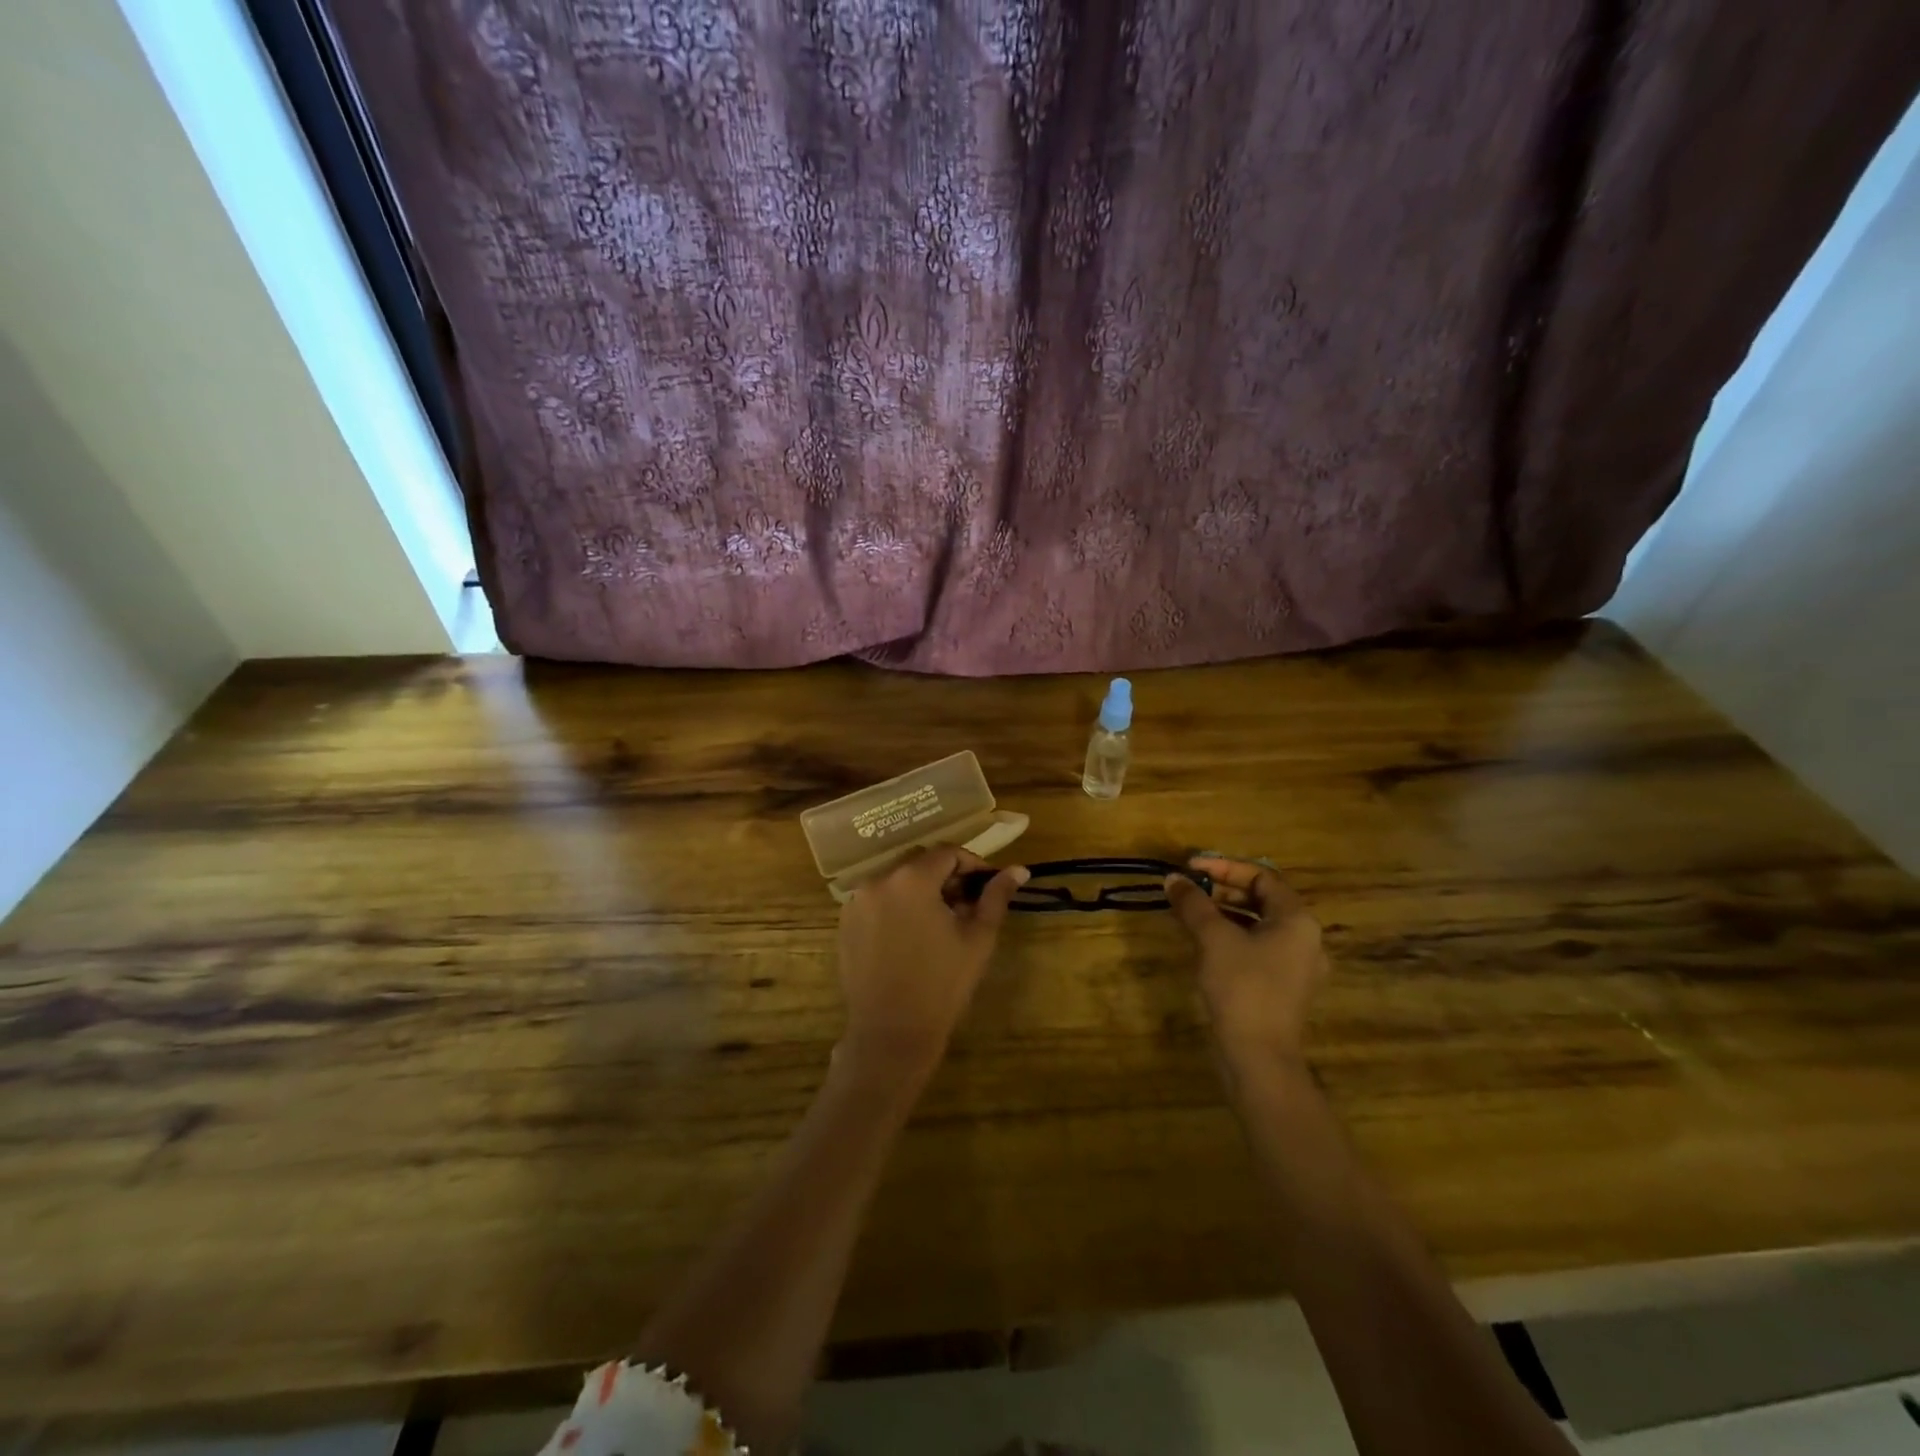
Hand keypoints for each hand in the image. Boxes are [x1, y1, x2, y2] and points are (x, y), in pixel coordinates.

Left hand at [836, 848, 1028, 1080]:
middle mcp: (878, 880)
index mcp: (912, 879)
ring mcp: (856, 902)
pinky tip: (910, 935)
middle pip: (919, 861)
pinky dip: (896, 905)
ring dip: (920, 889)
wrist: (892, 1033)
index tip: (986, 887)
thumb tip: (1019, 870)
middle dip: (945, 875)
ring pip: (896, 879)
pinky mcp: (845, 923)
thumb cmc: (942, 984)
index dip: (971, 865)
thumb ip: (996, 896)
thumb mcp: (977, 937)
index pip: (947, 853)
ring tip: (939, 920)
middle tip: (965, 904)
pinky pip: (876, 900)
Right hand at [1166, 856, 1328, 1070]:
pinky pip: (1258, 947)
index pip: (1262, 877)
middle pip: (1263, 899)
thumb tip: (1173, 878)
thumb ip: (1194, 903)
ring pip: (1259, 924)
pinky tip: (1205, 942)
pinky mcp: (1284, 987)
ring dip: (1225, 912)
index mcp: (1297, 920)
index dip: (1224, 867)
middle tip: (1189, 888)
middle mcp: (1305, 938)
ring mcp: (1297, 966)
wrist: (1259, 1057)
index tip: (1191, 867)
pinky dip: (1232, 936)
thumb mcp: (1213, 938)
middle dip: (1224, 889)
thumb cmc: (1242, 987)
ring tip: (1191, 912)